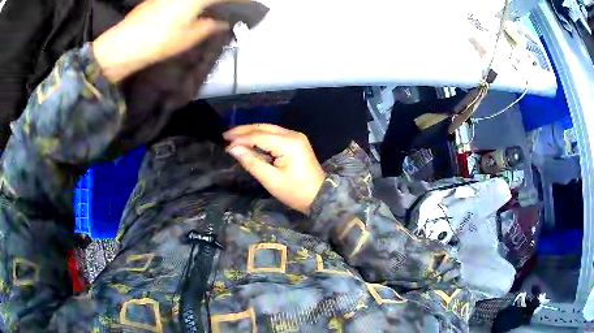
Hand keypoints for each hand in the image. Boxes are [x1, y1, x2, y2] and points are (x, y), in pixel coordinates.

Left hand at [92, 0, 237, 82]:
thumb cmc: (159, 41)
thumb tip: (222, 22)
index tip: (249, 6)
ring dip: (208, 2)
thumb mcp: (190, 37)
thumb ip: (210, 26)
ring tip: (214, 9)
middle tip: (231, 8)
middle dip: (223, 1)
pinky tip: (196, 9)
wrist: (123, 45)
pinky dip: (194, 3)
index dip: (240, 0)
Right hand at [224, 124, 325, 213]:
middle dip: (243, 130)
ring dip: (251, 132)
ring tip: (233, 137)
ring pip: (268, 129)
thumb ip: (251, 162)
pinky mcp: (296, 142)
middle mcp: (293, 135)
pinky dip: (260, 137)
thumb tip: (233, 149)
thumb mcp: (271, 180)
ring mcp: (296, 137)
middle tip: (225, 135)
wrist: (320, 196)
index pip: (259, 136)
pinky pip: (274, 134)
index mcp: (288, 143)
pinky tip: (249, 141)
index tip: (225, 144)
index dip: (241, 139)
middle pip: (264, 127)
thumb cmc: (295, 192)